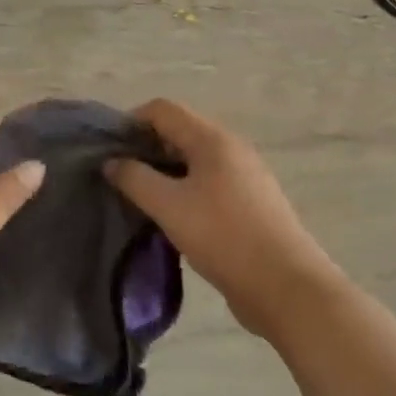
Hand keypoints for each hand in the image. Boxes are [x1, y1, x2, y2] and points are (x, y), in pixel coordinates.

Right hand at [105, 99, 338, 339]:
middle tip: (120, 178)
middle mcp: (231, 148)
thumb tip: (112, 162)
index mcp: (212, 139)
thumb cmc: (223, 236)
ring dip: (164, 173)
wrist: (286, 286)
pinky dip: (184, 191)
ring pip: (193, 161)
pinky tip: (172, 219)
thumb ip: (135, 179)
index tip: (109, 152)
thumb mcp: (168, 206)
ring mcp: (244, 176)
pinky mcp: (250, 204)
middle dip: (146, 149)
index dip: (131, 122)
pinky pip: (208, 184)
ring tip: (141, 200)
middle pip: (179, 132)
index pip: (162, 110)